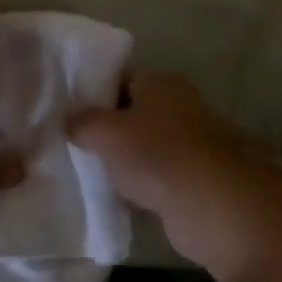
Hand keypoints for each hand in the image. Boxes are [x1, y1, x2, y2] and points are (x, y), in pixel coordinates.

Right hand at [69, 72, 246, 261]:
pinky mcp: (196, 175)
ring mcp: (191, 141)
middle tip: (77, 146)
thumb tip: (71, 121)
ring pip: (147, 145)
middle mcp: (180, 104)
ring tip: (94, 173)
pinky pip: (159, 173)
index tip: (71, 115)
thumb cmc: (155, 154)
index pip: (121, 79)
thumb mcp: (106, 133)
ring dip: (126, 159)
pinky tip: (122, 196)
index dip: (95, 95)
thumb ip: (83, 123)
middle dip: (109, 130)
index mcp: (160, 82)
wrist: (210, 202)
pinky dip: (144, 183)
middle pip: (135, 112)